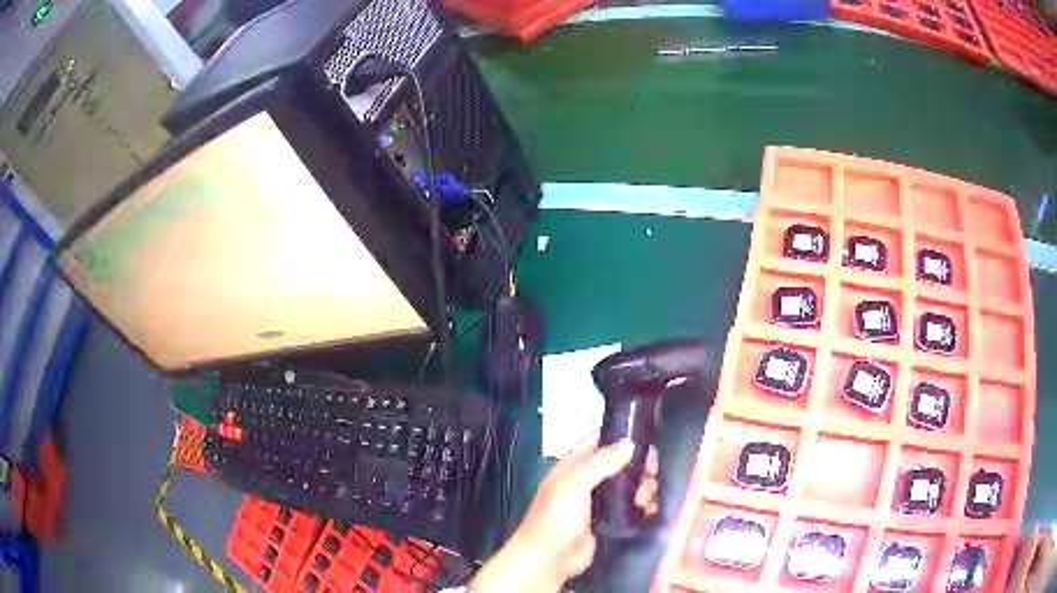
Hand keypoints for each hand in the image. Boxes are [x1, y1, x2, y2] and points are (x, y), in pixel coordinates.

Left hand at [470, 431, 658, 592]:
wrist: (549, 560)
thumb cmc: (555, 519)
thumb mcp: (573, 485)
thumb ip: (600, 463)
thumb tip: (630, 442)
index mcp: (574, 466)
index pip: (600, 440)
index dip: (623, 436)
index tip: (647, 440)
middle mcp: (589, 480)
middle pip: (623, 463)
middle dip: (640, 466)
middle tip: (651, 474)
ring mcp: (601, 502)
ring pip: (632, 484)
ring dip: (644, 487)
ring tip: (643, 500)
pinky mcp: (612, 521)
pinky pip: (634, 507)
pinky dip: (645, 505)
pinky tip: (650, 510)